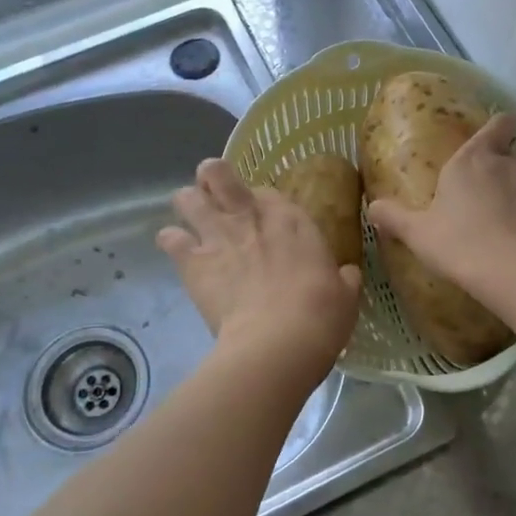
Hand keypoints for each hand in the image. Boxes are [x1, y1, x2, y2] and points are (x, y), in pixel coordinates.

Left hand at [157, 158, 362, 367]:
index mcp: (291, 219)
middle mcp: (250, 216)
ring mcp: (218, 235)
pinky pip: (169, 238)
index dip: (260, 202)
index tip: (262, 219)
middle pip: (218, 174)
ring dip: (188, 206)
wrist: (279, 341)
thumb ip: (343, 279)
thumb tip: (347, 275)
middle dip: (212, 180)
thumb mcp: (346, 295)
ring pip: (186, 198)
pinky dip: (171, 242)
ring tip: (192, 220)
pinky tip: (178, 251)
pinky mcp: (192, 262)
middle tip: (216, 199)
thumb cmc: (321, 315)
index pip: (267, 192)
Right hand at [368, 112, 515, 287]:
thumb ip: (394, 217)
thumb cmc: (457, 242)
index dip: (500, 127)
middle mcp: (508, 164)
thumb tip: (372, 207)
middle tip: (503, 185)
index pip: (497, 125)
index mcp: (472, 160)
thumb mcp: (417, 232)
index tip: (499, 134)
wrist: (509, 270)